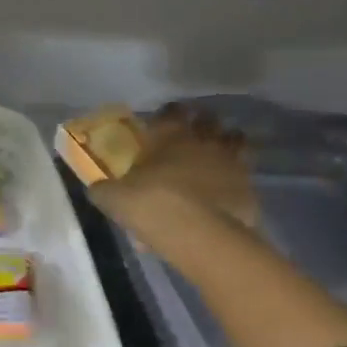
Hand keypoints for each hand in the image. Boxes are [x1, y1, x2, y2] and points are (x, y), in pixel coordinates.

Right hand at [90, 103, 258, 258]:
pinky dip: (236, 180)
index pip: (172, 110)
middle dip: (202, 126)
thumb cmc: (152, 205)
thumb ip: (104, 190)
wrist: (200, 236)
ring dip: (226, 146)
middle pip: (209, 120)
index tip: (162, 123)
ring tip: (213, 161)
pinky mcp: (249, 187)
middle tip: (190, 140)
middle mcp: (204, 140)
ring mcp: (232, 162)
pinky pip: (244, 175)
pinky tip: (224, 194)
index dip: (168, 114)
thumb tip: (96, 188)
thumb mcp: (114, 199)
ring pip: (236, 141)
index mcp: (170, 134)